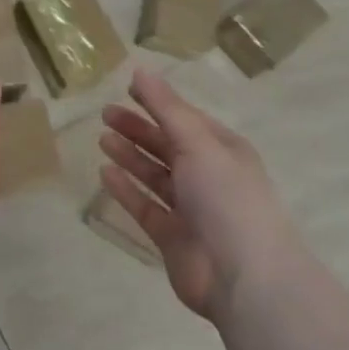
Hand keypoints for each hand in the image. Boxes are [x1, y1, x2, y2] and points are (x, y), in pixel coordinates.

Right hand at [99, 69, 291, 320]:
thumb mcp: (197, 143)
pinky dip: (126, 189)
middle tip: (105, 114)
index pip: (186, 119)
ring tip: (103, 139)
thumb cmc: (227, 198)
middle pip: (168, 146)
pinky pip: (145, 206)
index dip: (158, 103)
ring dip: (131, 156)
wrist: (245, 278)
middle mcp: (209, 177)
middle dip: (139, 129)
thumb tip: (140, 70)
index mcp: (223, 151)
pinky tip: (105, 174)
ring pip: (155, 175)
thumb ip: (166, 108)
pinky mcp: (173, 237)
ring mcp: (191, 209)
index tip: (127, 89)